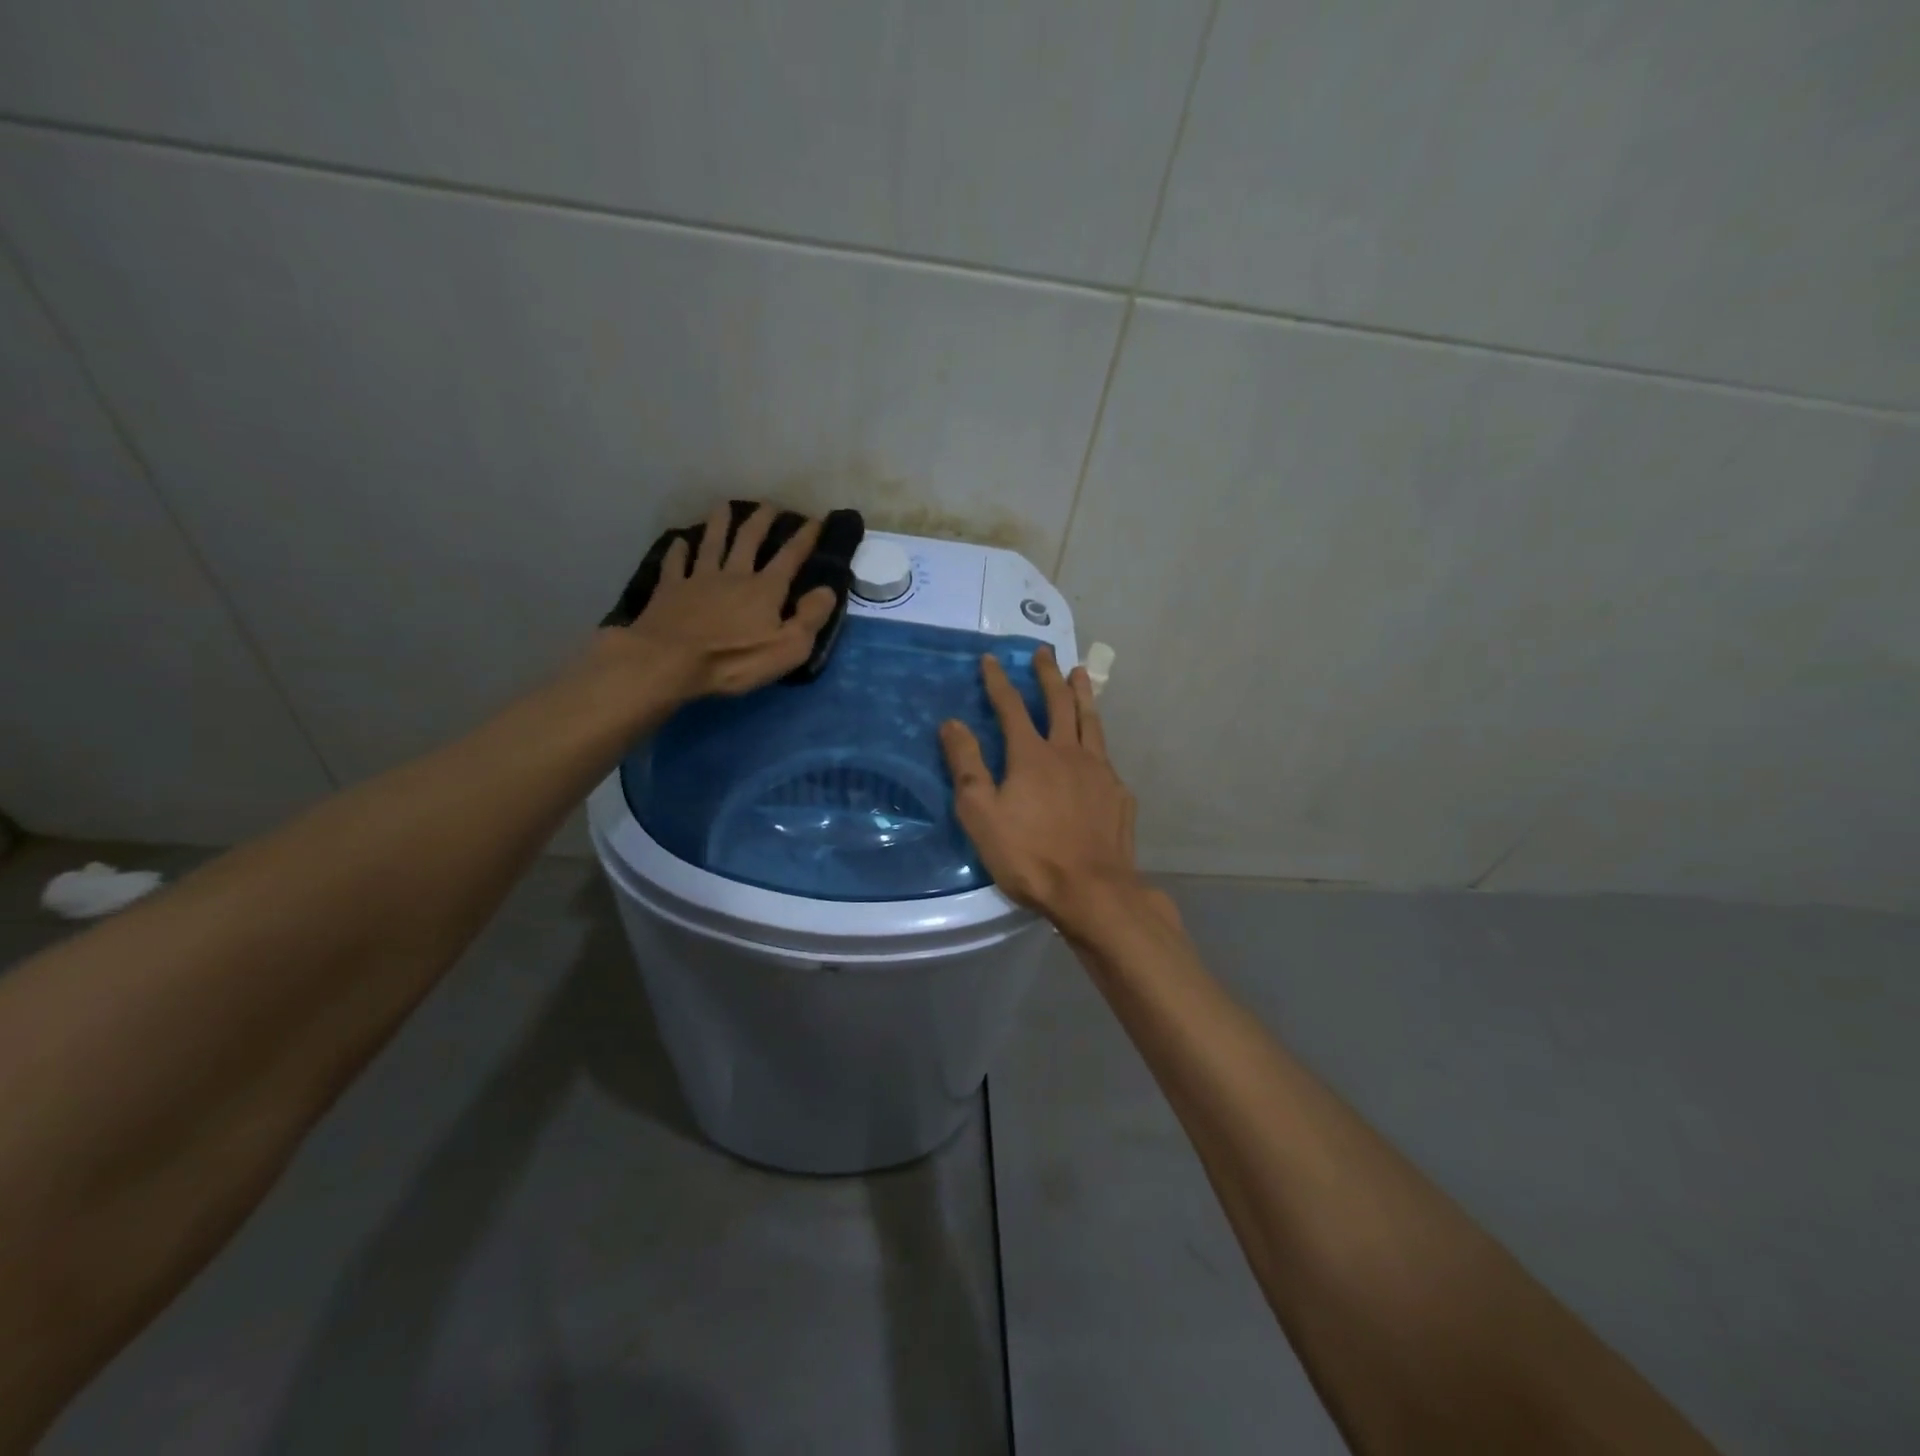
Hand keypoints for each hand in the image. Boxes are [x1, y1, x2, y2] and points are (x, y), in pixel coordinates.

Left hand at [612, 503, 836, 701]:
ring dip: (719, 524)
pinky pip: (675, 563)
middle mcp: (734, 575)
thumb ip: (810, 618)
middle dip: (762, 520)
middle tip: (769, 505)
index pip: (790, 557)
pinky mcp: (670, 590)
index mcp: (765, 589)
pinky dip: (678, 550)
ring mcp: (699, 579)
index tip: (815, 519)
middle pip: (748, 540)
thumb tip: (827, 590)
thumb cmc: (734, 660)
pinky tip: (679, 541)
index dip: (804, 537)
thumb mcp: (788, 648)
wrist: (670, 661)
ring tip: (724, 506)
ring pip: (712, 543)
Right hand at [940, 647, 1174, 940]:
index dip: (998, 681)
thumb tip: (952, 723)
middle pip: (1059, 703)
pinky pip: (1106, 756)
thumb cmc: (1029, 855)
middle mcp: (1069, 752)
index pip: (1011, 707)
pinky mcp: (1119, 793)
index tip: (991, 658)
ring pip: (1091, 721)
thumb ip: (966, 765)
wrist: (1092, 890)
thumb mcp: (981, 814)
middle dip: (1048, 675)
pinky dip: (1098, 740)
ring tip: (1080, 673)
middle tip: (1043, 652)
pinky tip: (1098, 747)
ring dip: (1083, 693)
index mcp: (1032, 755)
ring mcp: (1100, 771)